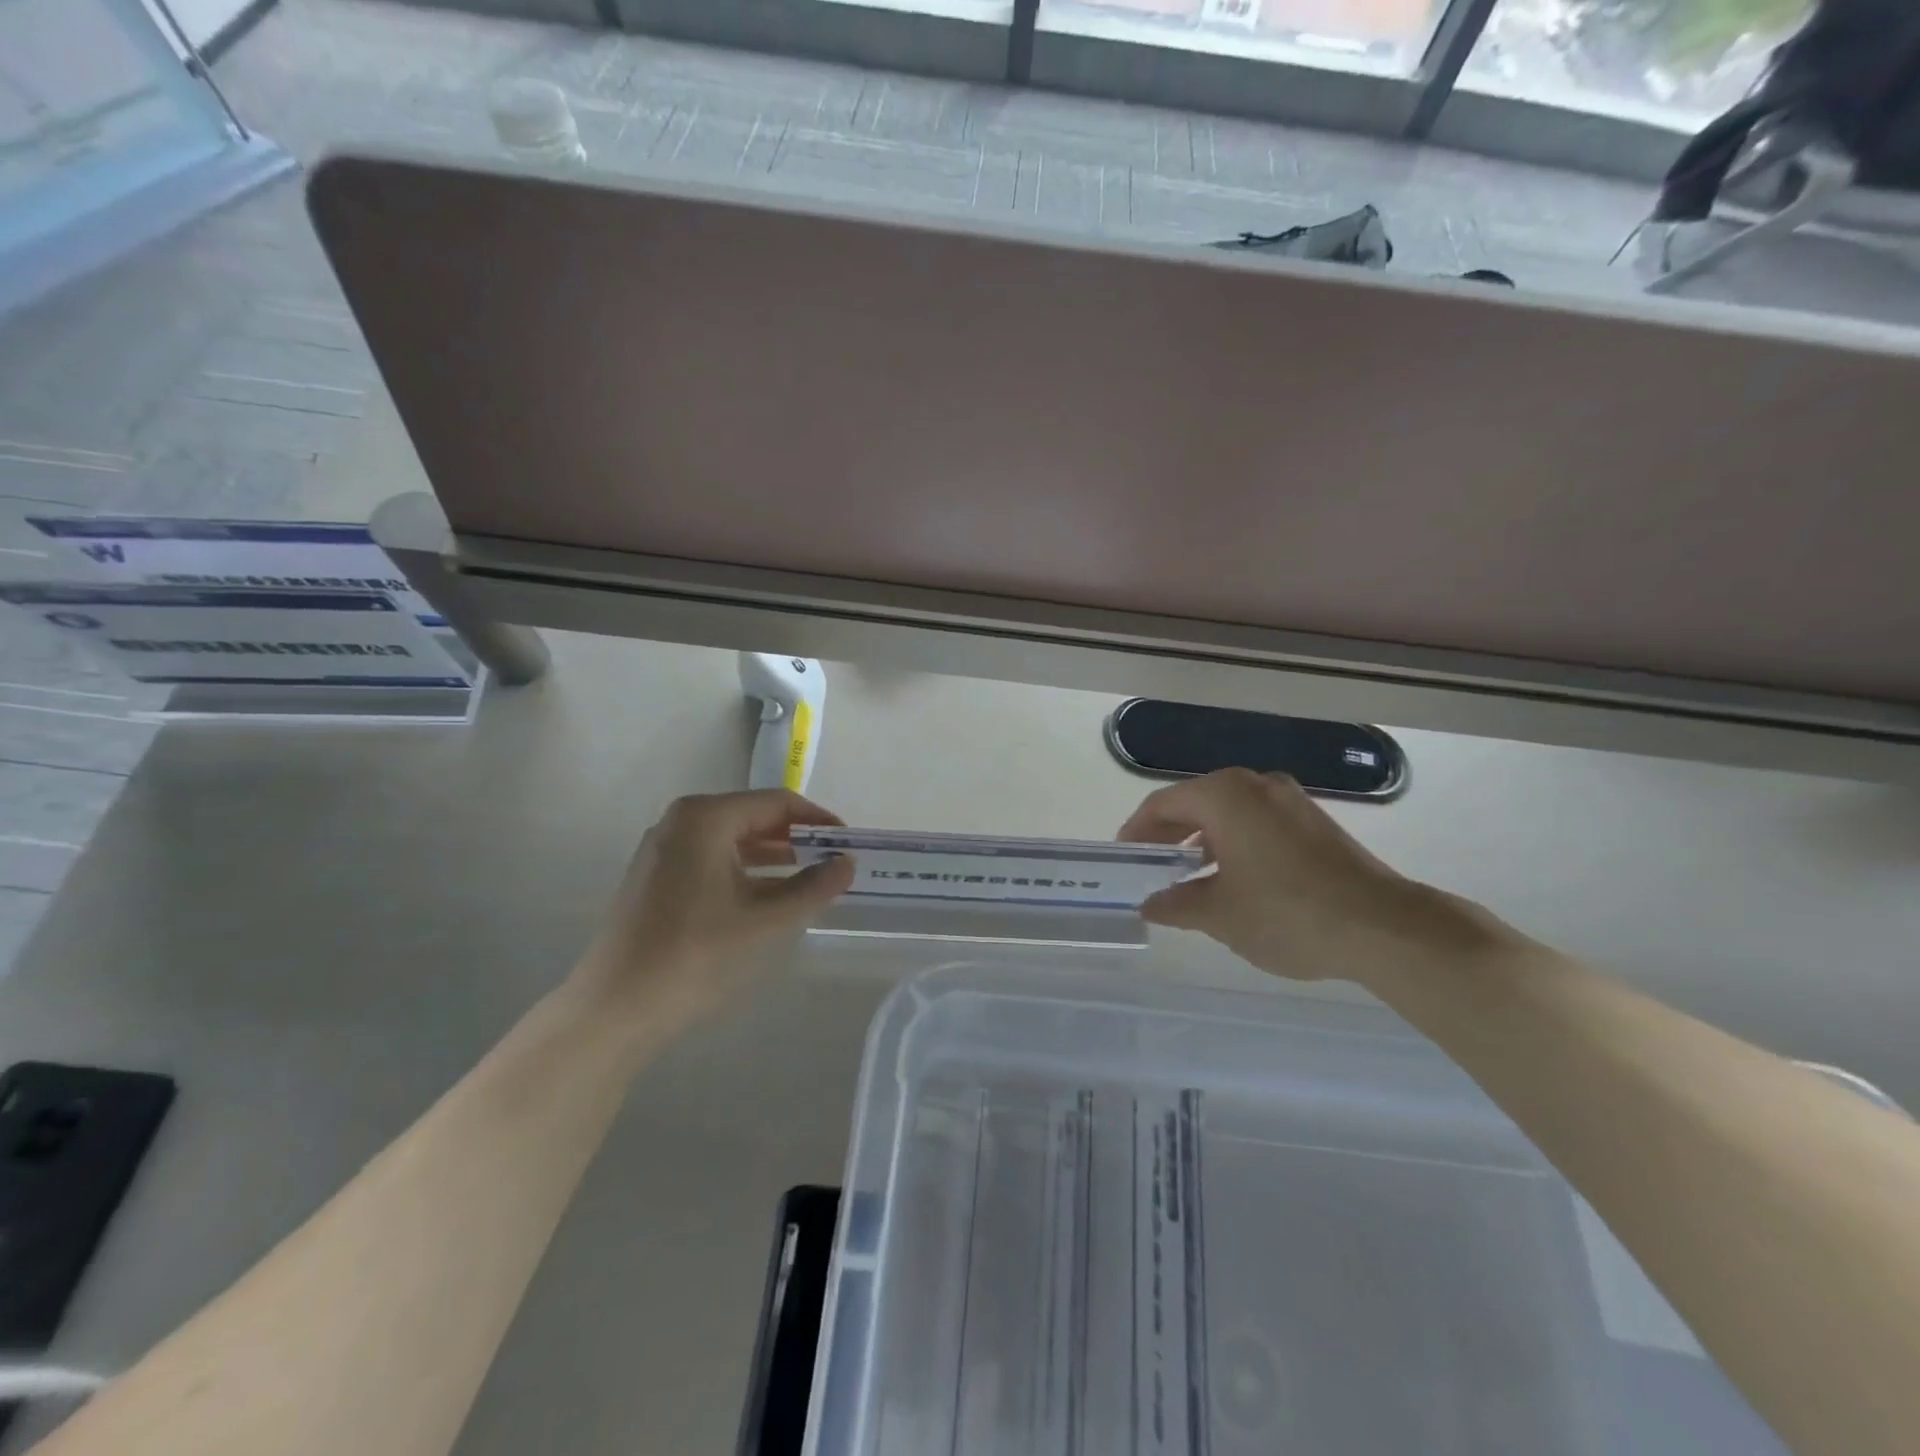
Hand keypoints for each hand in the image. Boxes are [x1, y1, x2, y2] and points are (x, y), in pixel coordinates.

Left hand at [572, 789, 855, 1019]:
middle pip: (754, 817)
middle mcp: (682, 821)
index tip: (847, 843)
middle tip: (834, 862)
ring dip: (774, 856)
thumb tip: (847, 864)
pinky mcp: (658, 877)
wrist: (615, 1007)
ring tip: (812, 880)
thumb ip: (812, 889)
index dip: (817, 820)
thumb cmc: (694, 954)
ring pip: (735, 840)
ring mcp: (665, 849)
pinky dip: (748, 871)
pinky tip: (771, 897)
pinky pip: (715, 859)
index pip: (776, 803)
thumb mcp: (764, 921)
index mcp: (706, 817)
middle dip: (797, 838)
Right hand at [1118, 768, 1500, 984]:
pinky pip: (1256, 821)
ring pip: (1228, 811)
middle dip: (1168, 834)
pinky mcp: (1314, 821)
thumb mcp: (1218, 914)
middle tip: (1149, 865)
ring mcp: (1289, 800)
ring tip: (1187, 875)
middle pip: (1195, 802)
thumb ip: (1175, 904)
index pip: (1163, 804)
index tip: (1123, 857)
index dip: (1136, 830)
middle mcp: (1255, 785)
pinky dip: (1233, 841)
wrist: (1385, 927)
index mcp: (1224, 796)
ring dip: (1201, 839)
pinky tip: (1232, 876)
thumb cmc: (1287, 913)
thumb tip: (1150, 903)